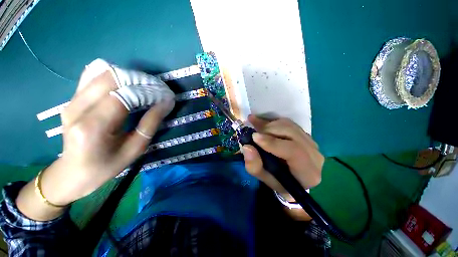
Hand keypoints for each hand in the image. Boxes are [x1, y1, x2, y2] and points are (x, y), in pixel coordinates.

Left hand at [19, 70, 171, 216]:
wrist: (73, 172)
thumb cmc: (107, 165)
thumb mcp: (135, 148)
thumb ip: (151, 123)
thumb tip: (166, 102)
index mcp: (94, 127)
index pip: (124, 96)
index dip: (149, 92)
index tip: (166, 95)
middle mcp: (78, 109)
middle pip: (112, 79)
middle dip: (141, 80)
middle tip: (158, 89)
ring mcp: (71, 101)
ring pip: (102, 73)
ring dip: (129, 76)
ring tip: (146, 86)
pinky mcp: (72, 98)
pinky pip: (92, 76)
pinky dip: (113, 75)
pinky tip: (125, 83)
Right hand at [242, 115, 323, 217]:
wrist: (292, 177)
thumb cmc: (278, 181)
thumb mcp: (264, 178)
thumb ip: (255, 166)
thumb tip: (247, 147)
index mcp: (308, 172)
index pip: (294, 152)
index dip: (273, 143)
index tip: (254, 137)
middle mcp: (315, 155)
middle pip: (292, 134)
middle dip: (269, 130)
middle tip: (253, 131)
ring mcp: (311, 142)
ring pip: (289, 125)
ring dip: (269, 124)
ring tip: (255, 124)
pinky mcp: (305, 134)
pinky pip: (288, 123)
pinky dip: (273, 121)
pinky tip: (262, 123)